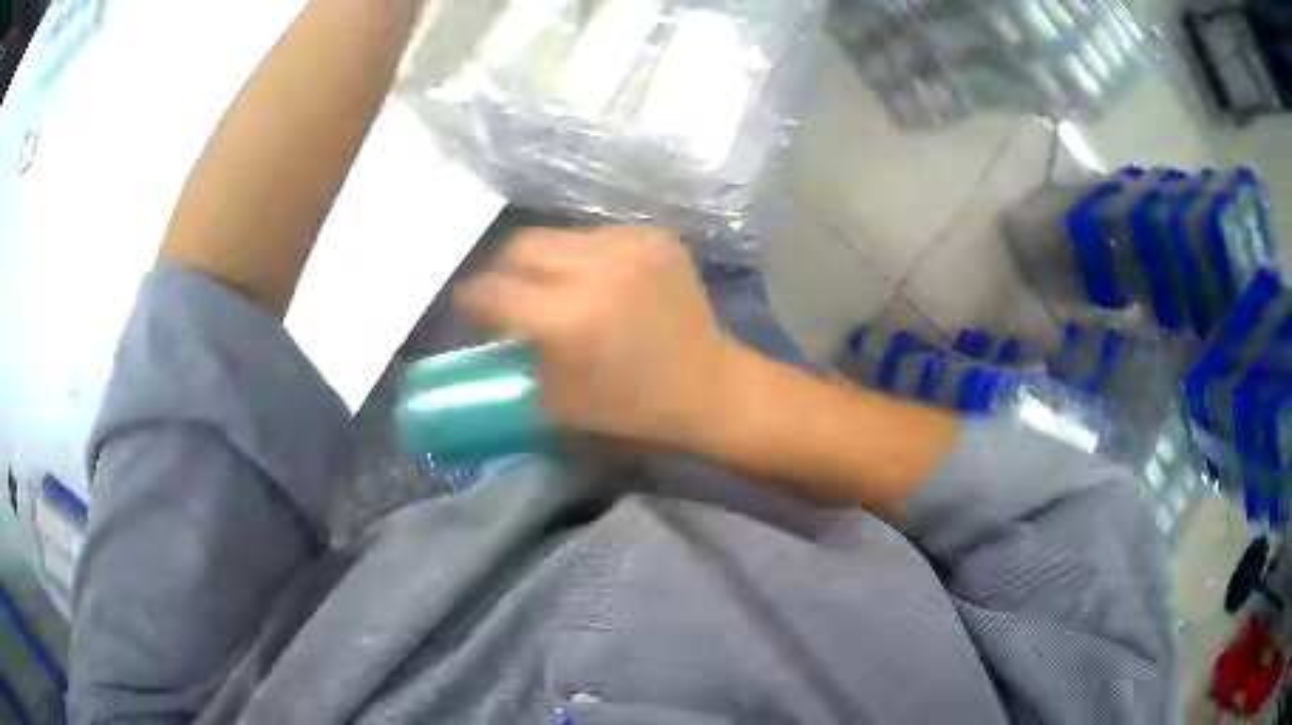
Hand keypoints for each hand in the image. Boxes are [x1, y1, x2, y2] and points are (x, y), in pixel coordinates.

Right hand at [459, 227, 737, 447]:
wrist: (707, 385)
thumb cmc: (629, 406)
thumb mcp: (553, 398)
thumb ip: (516, 355)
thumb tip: (494, 325)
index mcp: (567, 317)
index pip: (493, 290)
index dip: (472, 298)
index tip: (469, 305)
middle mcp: (595, 269)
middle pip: (519, 245)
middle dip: (504, 269)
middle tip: (508, 290)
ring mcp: (630, 245)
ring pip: (559, 236)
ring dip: (548, 260)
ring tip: (558, 286)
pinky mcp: (655, 236)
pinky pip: (598, 236)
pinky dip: (587, 256)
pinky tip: (601, 281)